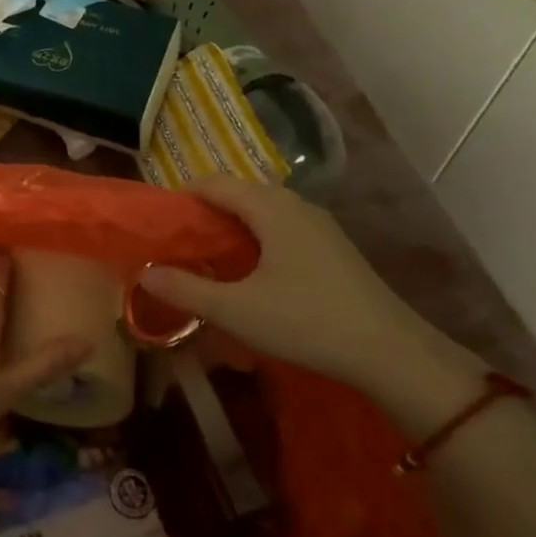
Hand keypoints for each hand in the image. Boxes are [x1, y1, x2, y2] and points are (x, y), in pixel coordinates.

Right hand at [140, 177, 482, 422]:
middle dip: (204, 212)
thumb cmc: (307, 322)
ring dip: (230, 227)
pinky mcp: (332, 247)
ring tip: (207, 257)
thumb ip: (186, 289)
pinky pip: (281, 227)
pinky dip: (255, 238)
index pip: (214, 183)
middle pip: (238, 193)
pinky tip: (249, 271)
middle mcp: (295, 205)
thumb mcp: (237, 310)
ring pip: (261, 211)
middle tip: (177, 243)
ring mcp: (318, 225)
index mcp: (270, 207)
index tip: (159, 223)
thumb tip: (144, 272)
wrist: (391, 353)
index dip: (182, 196)